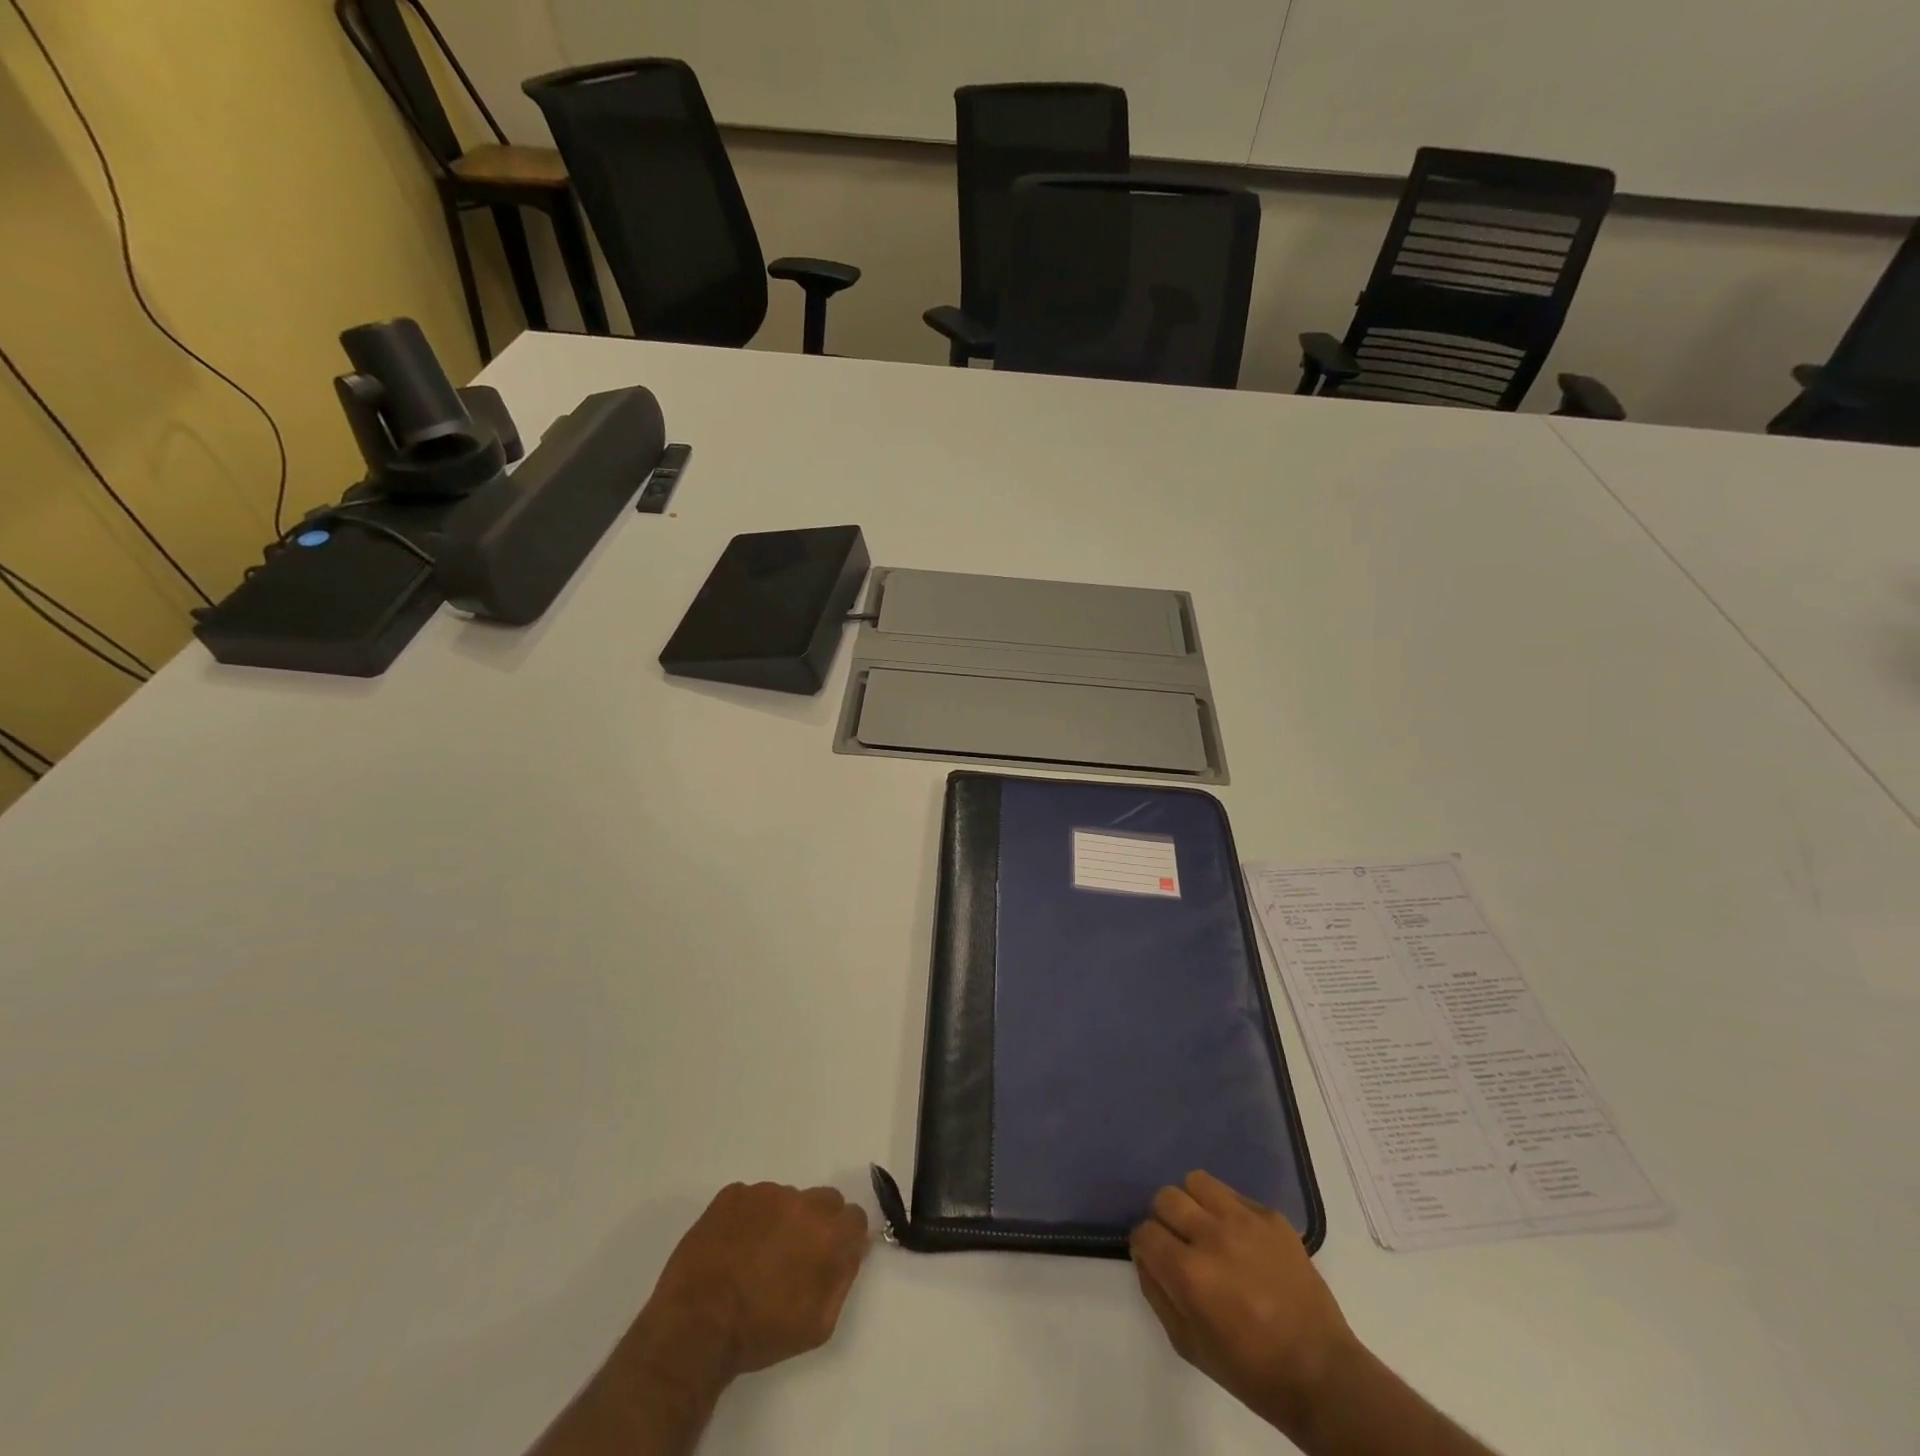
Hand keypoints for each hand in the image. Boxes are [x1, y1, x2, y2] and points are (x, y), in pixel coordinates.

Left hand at [640, 1182, 870, 1384]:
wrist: (696, 1327)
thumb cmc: (761, 1332)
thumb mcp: (818, 1324)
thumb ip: (843, 1278)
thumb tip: (852, 1249)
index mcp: (827, 1232)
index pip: (854, 1217)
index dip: (844, 1237)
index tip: (830, 1257)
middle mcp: (801, 1200)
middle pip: (824, 1200)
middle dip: (816, 1224)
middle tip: (793, 1257)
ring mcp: (764, 1192)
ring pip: (786, 1199)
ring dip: (781, 1220)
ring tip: (755, 1258)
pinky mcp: (732, 1194)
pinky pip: (752, 1199)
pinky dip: (749, 1218)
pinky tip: (733, 1248)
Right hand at [1131, 1171, 1357, 1437]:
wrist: (1321, 1372)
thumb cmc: (1250, 1369)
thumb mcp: (1188, 1345)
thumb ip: (1157, 1294)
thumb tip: (1145, 1256)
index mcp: (1190, 1274)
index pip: (1144, 1232)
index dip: (1145, 1246)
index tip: (1156, 1258)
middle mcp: (1212, 1237)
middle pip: (1166, 1197)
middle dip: (1165, 1220)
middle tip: (1180, 1243)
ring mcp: (1245, 1221)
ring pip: (1197, 1181)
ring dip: (1194, 1204)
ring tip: (1207, 1229)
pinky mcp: (1271, 1216)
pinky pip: (1233, 1193)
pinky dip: (1227, 1210)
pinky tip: (1240, 1238)